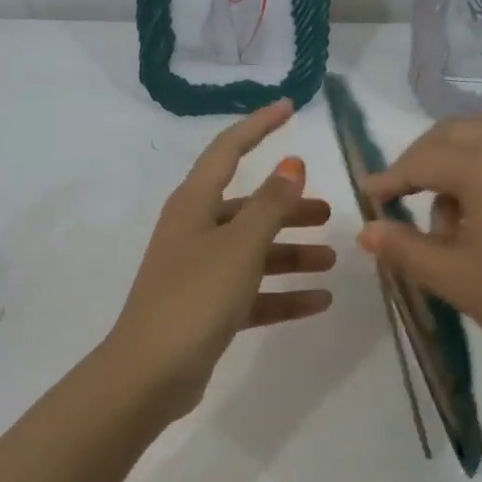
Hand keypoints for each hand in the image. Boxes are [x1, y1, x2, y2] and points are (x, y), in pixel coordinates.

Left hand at [106, 100, 333, 417]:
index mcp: (194, 204)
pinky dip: (282, 292)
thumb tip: (291, 163)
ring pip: (253, 250)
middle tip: (329, 212)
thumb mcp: (240, 245)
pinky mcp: (206, 307)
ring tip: (331, 260)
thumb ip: (271, 204)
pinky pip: (252, 291)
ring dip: (291, 252)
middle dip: (288, 207)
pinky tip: (319, 301)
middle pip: (248, 207)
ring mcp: (199, 270)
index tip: (290, 107)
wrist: (150, 373)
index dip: (259, 125)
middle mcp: (194, 230)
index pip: (228, 150)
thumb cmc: (195, 296)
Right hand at [357, 118, 481, 396]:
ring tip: (450, 227)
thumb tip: (366, 230)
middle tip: (402, 201)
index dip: (389, 179)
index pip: (421, 159)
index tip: (367, 197)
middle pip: (453, 134)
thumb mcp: (458, 280)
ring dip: (457, 166)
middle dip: (422, 161)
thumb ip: (406, 249)